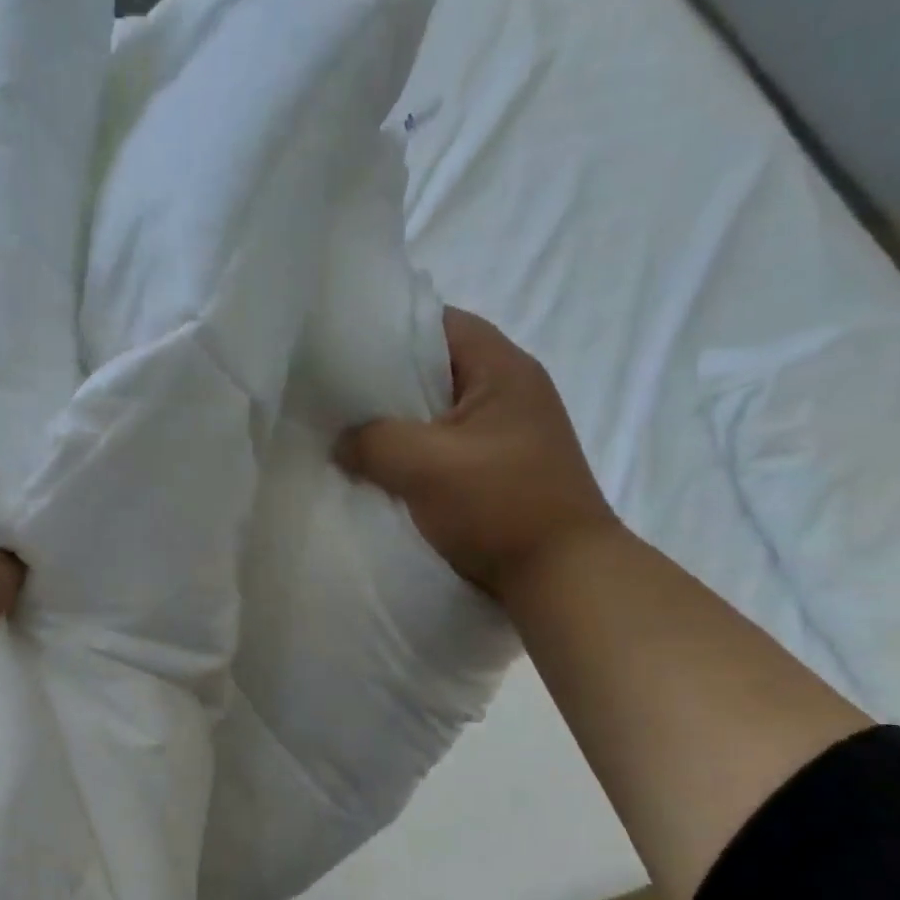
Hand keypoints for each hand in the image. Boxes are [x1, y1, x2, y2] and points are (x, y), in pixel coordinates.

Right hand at [336, 306, 617, 601]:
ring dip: (400, 429)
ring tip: (351, 438)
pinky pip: (447, 452)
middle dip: (387, 386)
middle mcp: (512, 394)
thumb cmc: (499, 506)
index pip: (442, 324)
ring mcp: (509, 437)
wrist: (561, 576)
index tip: (344, 350)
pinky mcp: (502, 473)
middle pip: (437, 371)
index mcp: (504, 371)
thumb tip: (341, 442)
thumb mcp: (425, 465)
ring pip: (439, 417)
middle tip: (337, 399)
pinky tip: (383, 475)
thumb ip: (373, 441)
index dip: (392, 331)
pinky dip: (416, 459)